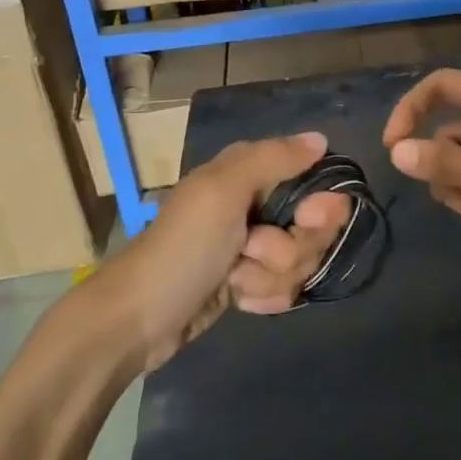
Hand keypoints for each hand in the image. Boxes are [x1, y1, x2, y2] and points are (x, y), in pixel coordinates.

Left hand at [109, 132, 350, 370]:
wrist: (139, 319)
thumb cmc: (184, 247)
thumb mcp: (224, 191)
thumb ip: (274, 159)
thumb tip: (321, 140)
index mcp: (250, 173)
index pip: (316, 182)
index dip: (320, 207)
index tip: (304, 220)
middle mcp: (258, 205)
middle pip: (314, 229)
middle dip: (289, 249)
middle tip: (251, 251)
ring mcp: (255, 247)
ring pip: (301, 262)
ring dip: (270, 277)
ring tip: (234, 280)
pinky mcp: (251, 282)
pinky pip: (285, 288)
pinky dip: (263, 296)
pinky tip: (238, 299)